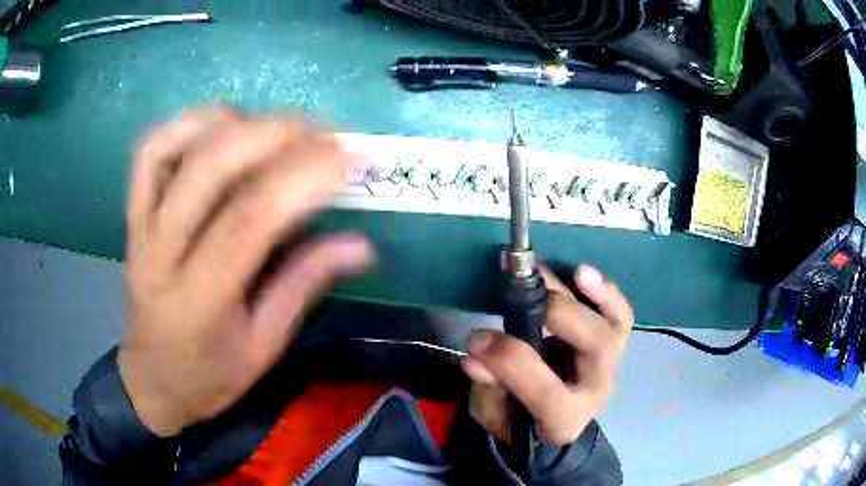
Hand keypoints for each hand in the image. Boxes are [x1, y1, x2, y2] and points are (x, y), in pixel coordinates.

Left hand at [119, 107, 372, 436]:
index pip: (249, 219)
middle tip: (322, 132)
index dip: (302, 178)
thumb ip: (304, 287)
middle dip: (273, 135)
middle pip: (209, 169)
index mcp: (198, 301)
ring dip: (230, 122)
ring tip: (275, 128)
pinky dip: (186, 125)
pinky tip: (222, 126)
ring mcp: (139, 228)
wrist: (152, 381)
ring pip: (173, 148)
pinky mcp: (132, 216)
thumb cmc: (209, 377)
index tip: (348, 157)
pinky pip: (149, 152)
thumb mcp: (264, 350)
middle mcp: (160, 254)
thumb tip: (361, 245)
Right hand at [461, 265, 632, 445]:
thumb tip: (476, 357)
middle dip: (559, 315)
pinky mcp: (613, 343)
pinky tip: (583, 273)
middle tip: (522, 293)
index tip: (477, 338)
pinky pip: (620, 315)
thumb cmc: (518, 419)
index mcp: (564, 419)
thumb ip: (487, 390)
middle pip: (594, 348)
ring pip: (612, 327)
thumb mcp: (492, 414)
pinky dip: (606, 292)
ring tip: (574, 271)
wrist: (551, 420)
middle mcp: (596, 389)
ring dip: (595, 296)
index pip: (546, 390)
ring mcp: (609, 363)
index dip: (510, 360)